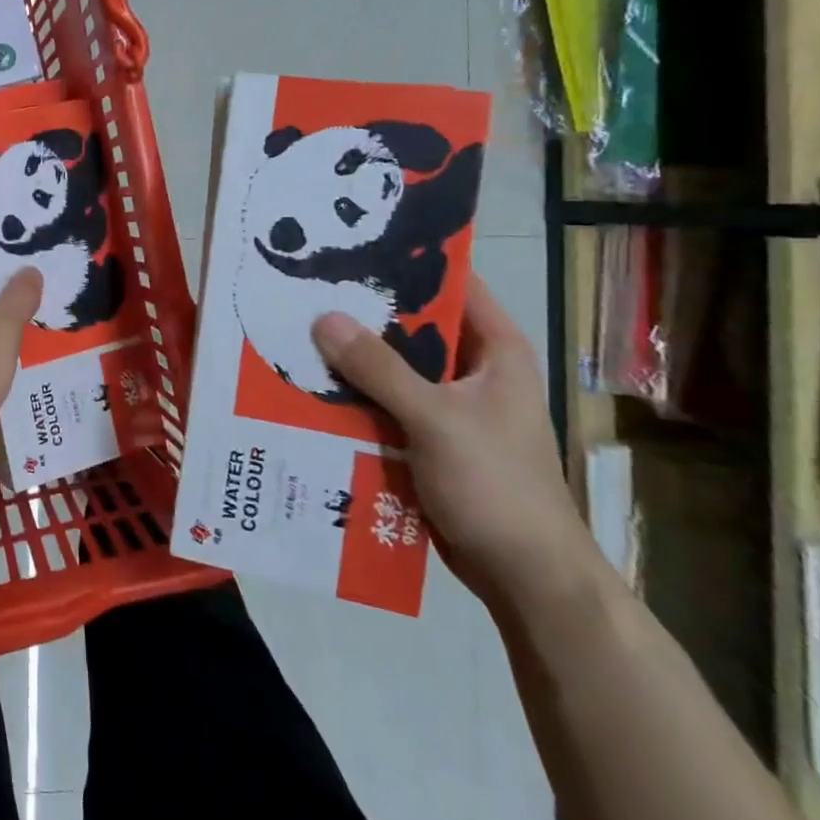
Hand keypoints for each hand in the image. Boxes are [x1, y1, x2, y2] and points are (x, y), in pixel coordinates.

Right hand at [311, 276, 599, 614]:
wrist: (524, 576)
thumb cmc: (496, 485)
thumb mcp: (435, 419)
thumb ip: (379, 368)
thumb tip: (323, 317)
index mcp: (494, 350)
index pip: (452, 284)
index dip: (407, 259)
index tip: (351, 243)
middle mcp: (471, 369)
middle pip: (412, 325)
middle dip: (362, 311)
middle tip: (306, 287)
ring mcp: (448, 405)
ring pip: (392, 365)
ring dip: (351, 356)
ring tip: (294, 330)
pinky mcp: (426, 437)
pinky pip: (383, 402)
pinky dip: (352, 394)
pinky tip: (309, 385)